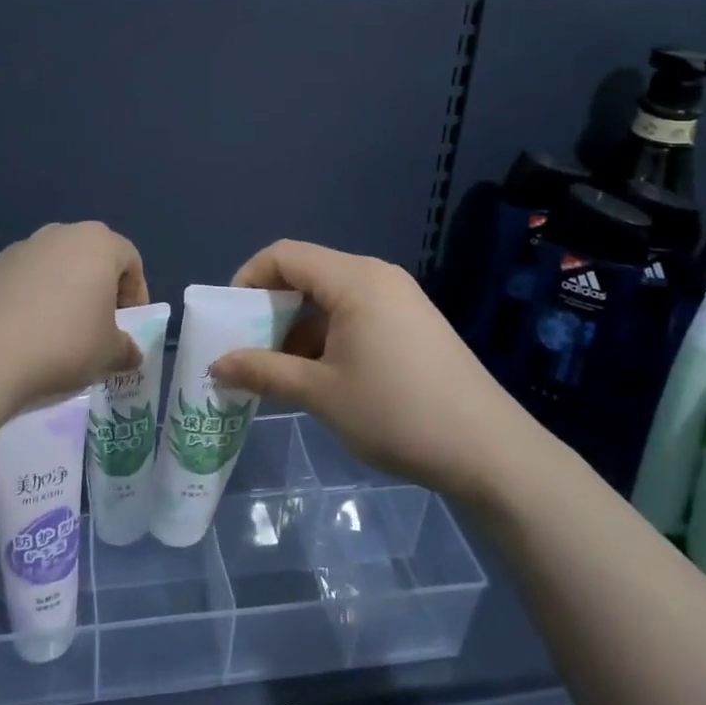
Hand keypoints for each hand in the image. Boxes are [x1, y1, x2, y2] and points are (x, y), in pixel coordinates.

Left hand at [0, 222, 150, 405]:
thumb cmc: (65, 344)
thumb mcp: (110, 354)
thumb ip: (127, 349)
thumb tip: (129, 353)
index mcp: (98, 243)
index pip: (130, 261)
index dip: (136, 295)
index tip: (128, 327)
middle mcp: (60, 234)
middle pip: (91, 258)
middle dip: (98, 289)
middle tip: (97, 326)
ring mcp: (21, 248)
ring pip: (55, 266)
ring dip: (63, 292)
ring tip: (58, 331)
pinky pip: (24, 280)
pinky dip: (31, 299)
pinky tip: (26, 332)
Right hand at [211, 240, 529, 503]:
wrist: (488, 449)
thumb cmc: (396, 413)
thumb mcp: (321, 393)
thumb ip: (264, 372)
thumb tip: (217, 365)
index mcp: (354, 280)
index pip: (285, 255)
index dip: (248, 278)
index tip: (230, 319)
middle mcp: (378, 276)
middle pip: (309, 272)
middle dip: (272, 306)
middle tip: (250, 348)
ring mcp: (401, 298)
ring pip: (333, 295)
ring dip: (301, 325)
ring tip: (283, 370)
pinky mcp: (415, 321)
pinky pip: (359, 312)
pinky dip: (330, 334)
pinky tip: (324, 375)